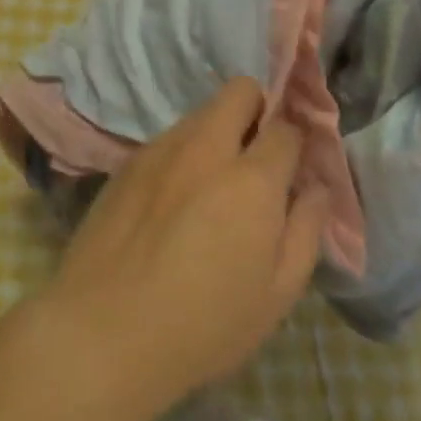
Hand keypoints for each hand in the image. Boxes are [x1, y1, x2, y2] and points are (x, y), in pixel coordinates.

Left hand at [35, 78, 327, 420]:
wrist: (104, 330)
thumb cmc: (204, 325)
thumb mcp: (277, 295)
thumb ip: (306, 230)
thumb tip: (316, 188)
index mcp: (252, 179)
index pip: (286, 128)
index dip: (295, 143)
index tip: (293, 168)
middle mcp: (208, 147)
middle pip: (241, 91)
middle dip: (258, 109)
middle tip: (256, 157)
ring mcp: (163, 147)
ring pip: (203, 111)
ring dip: (219, 132)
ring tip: (212, 185)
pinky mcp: (130, 158)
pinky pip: (170, 137)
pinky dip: (185, 152)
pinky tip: (174, 199)